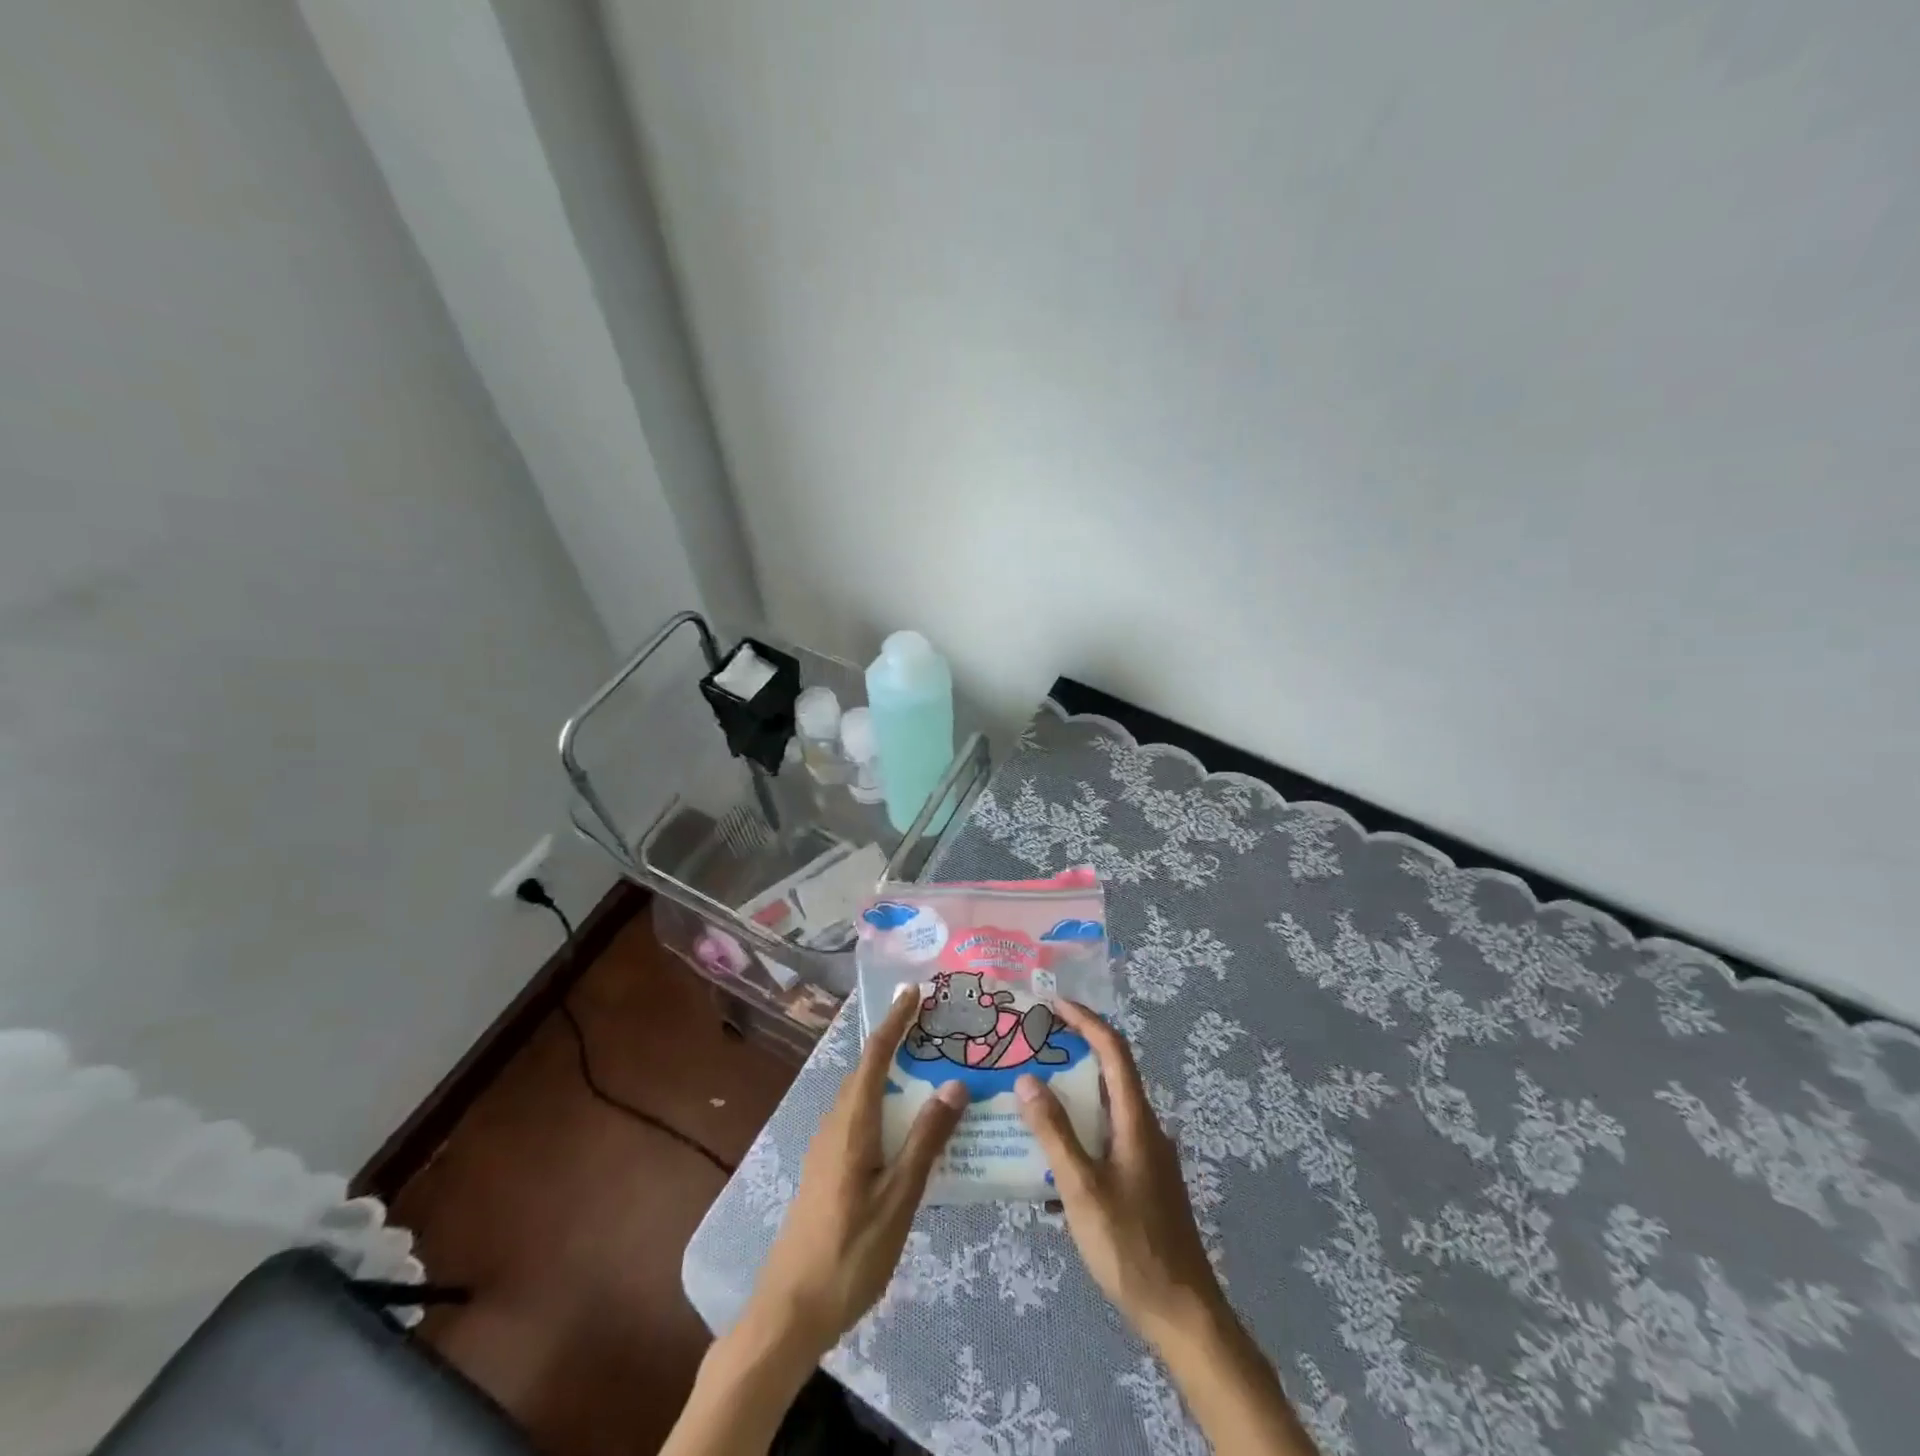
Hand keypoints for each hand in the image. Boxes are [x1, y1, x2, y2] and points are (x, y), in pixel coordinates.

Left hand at [748, 986, 967, 1355]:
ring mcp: (827, 1147)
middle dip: (897, 1040)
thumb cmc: (849, 1253)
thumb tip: (954, 1083)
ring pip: (862, 1094)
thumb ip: (926, 1140)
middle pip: (867, 1068)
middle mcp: (835, 1124)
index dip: (895, 1019)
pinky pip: (859, 1117)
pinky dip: (884, 1102)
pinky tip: (906, 1124)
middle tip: (935, 1027)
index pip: (875, 1054)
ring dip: (891, 1072)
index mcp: (852, 1123)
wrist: (789, 1312)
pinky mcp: (827, 1168)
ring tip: (928, 1068)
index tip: (915, 990)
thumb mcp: (898, 1199)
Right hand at [1015, 999, 1227, 1347]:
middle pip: (1110, 1074)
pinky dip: (1079, 1132)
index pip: (1113, 1050)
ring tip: (1031, 1096)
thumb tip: (1027, 1080)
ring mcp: (1147, 1156)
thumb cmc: (1131, 1247)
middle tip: (1032, 1048)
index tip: (1052, 1004)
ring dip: (1072, 1096)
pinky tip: (1049, 1161)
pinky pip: (1107, 1138)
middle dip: (1073, 1053)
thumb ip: (1054, 1133)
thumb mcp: (1082, 1189)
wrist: (1184, 1315)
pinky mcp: (1143, 1181)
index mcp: (1136, 1120)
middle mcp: (1145, 1128)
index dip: (1085, 1020)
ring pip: (1106, 1109)